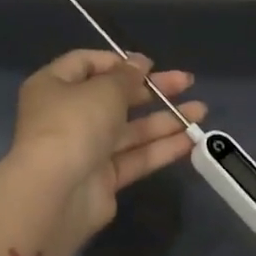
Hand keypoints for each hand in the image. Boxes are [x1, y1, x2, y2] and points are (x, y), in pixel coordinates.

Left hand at [9, 48, 206, 243]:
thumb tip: (139, 64)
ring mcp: (85, 149)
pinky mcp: (103, 179)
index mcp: (54, 86)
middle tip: (186, 82)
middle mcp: (67, 115)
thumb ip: (127, 76)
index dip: (119, 62)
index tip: (150, 65)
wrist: (56, 194)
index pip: (86, 64)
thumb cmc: (74, 125)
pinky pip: (135, 157)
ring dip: (165, 119)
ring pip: (130, 130)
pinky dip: (161, 148)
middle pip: (114, 97)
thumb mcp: (104, 89)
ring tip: (202, 111)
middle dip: (152, 90)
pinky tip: (192, 140)